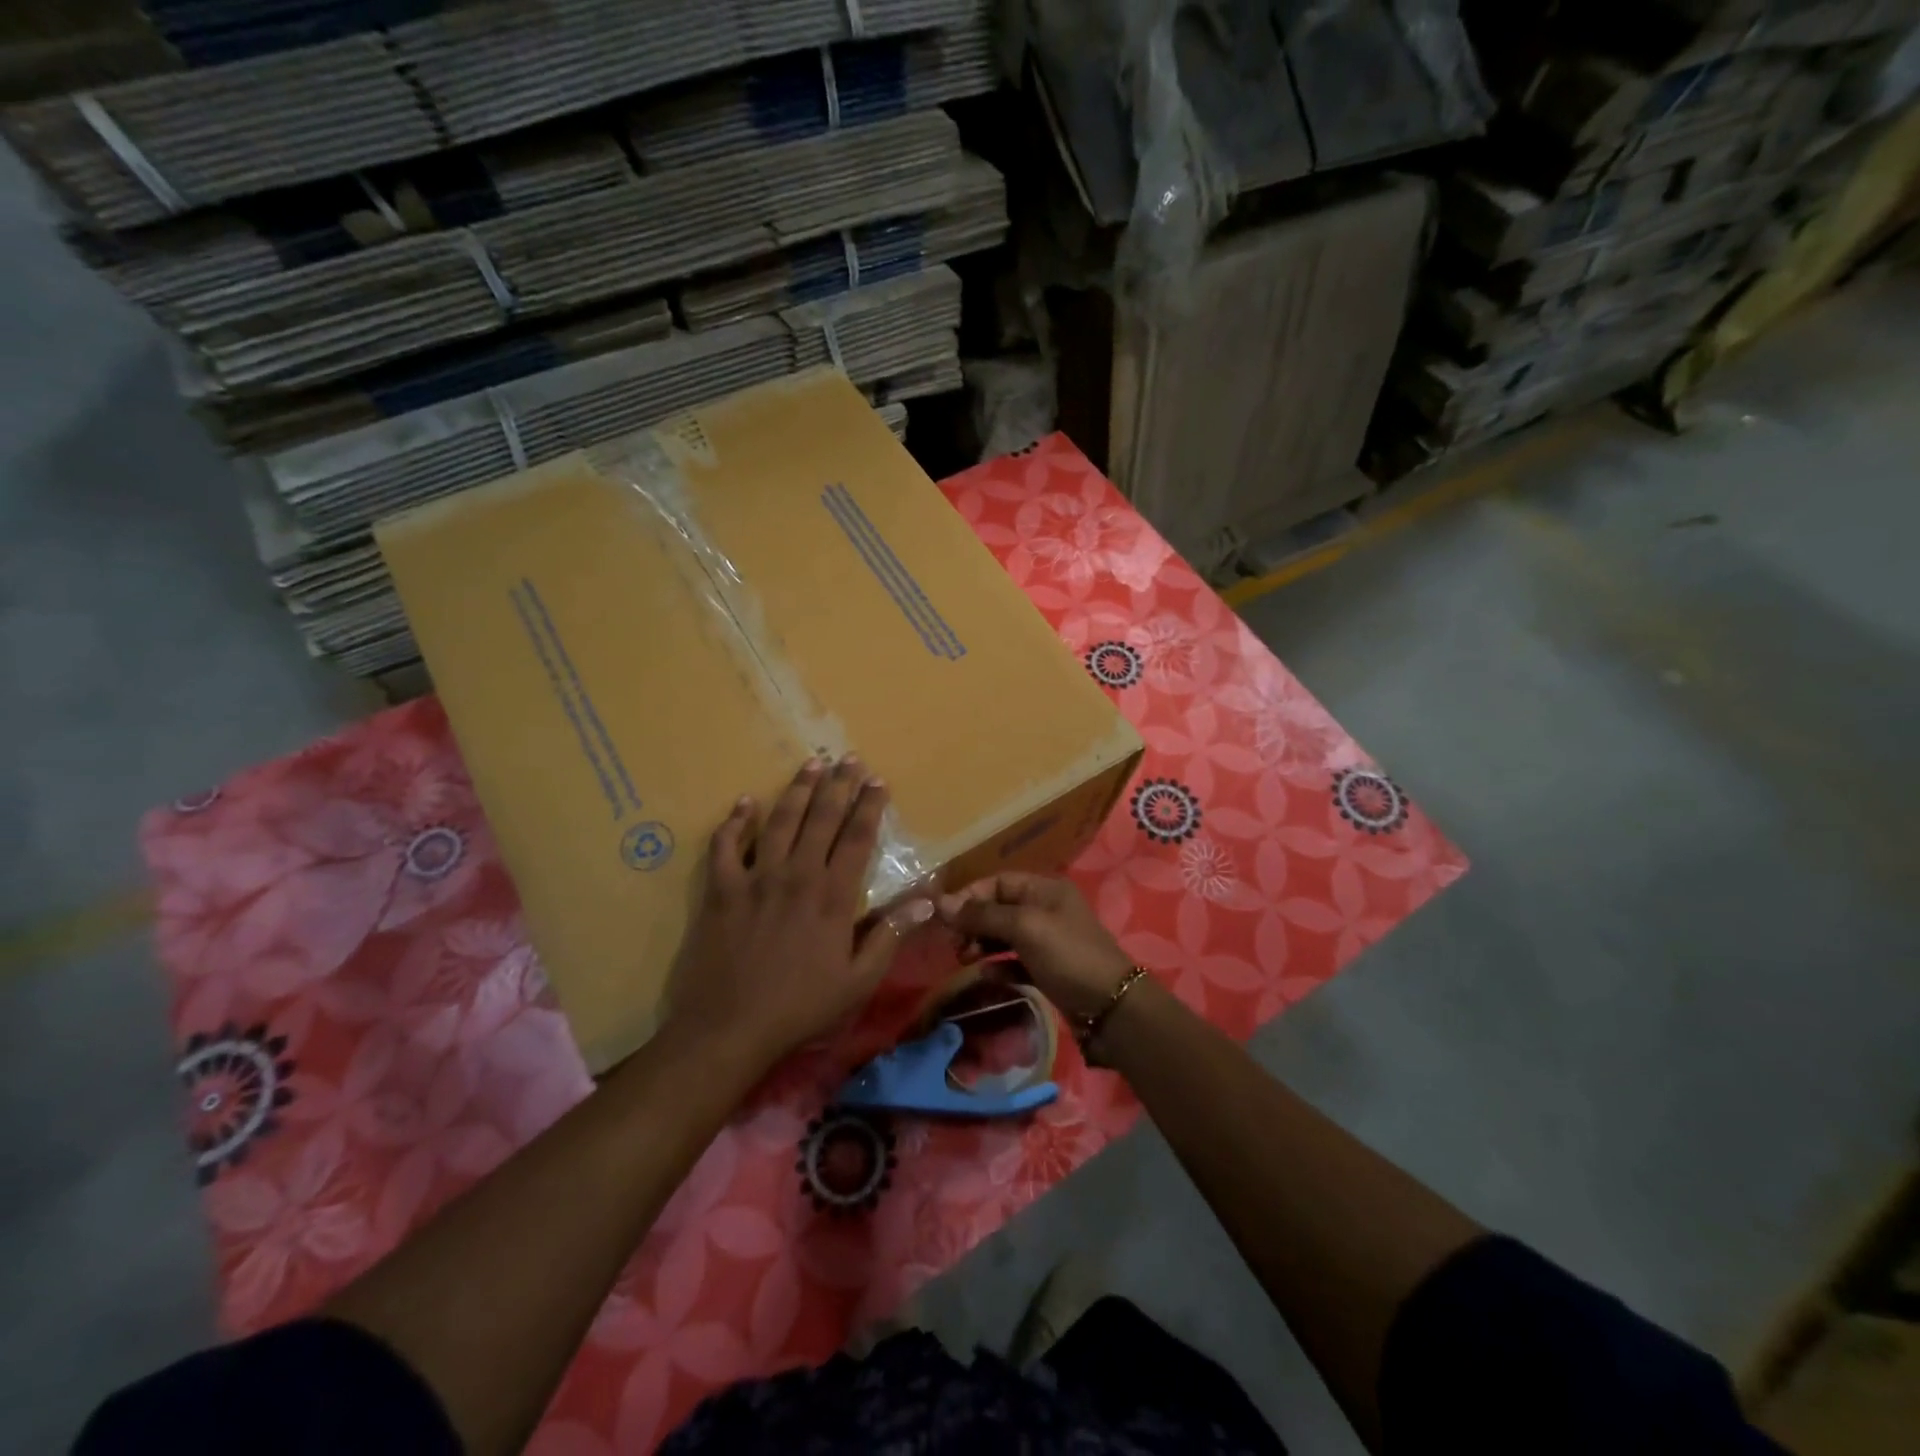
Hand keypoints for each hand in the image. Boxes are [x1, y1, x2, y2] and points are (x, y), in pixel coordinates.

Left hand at [664, 756, 926, 1071]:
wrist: (728, 1028)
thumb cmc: (800, 1008)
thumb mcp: (858, 981)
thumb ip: (891, 936)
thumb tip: (927, 901)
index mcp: (832, 896)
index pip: (857, 838)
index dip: (869, 807)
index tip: (878, 781)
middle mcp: (796, 875)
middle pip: (821, 819)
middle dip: (838, 786)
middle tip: (849, 758)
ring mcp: (755, 878)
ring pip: (779, 822)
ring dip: (797, 790)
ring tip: (811, 764)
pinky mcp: (721, 890)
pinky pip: (726, 846)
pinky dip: (734, 822)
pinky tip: (744, 802)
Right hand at [938, 873, 1133, 1021]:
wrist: (1111, 1008)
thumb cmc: (1068, 956)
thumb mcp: (1025, 927)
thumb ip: (983, 915)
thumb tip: (941, 903)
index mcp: (1045, 889)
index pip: (998, 882)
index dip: (970, 896)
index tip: (943, 916)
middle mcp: (1046, 909)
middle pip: (999, 908)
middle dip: (973, 922)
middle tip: (953, 943)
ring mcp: (1048, 941)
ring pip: (1004, 935)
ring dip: (982, 943)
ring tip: (964, 959)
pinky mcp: (1048, 969)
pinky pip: (1015, 961)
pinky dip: (998, 965)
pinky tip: (986, 975)